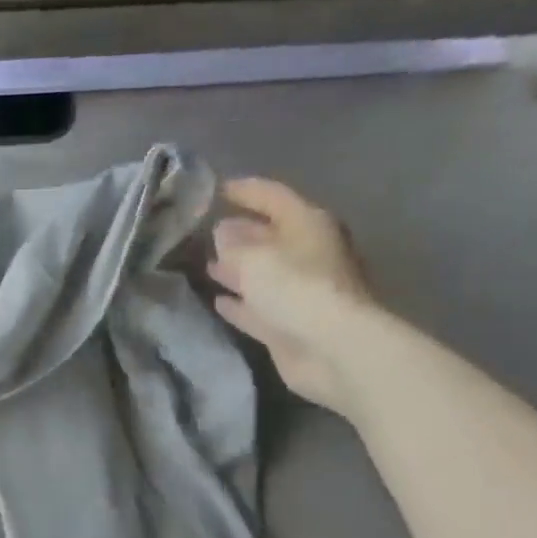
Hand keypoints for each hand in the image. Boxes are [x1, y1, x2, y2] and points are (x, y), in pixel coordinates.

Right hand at [205, 178, 378, 416]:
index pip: (273, 197)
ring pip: (262, 273)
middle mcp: (306, 253)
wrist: (331, 348)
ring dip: (236, 269)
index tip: (216, 189)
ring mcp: (299, 291)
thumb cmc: (295, 289)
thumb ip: (233, 244)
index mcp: (307, 225)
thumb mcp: (254, 258)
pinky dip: (240, 302)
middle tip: (206, 231)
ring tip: (206, 264)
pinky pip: (258, 306)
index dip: (245, 190)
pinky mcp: (289, 323)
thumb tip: (222, 232)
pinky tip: (218, 301)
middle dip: (239, 233)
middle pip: (269, 236)